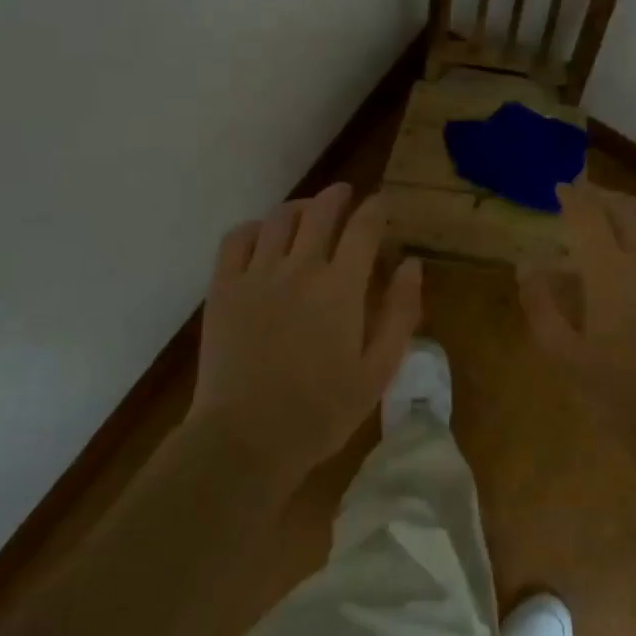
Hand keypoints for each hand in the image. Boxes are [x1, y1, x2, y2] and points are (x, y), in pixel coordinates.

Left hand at [189, 183, 422, 483]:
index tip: (382, 203)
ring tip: (307, 213)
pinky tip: (261, 236)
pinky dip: (253, 228)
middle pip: (321, 210)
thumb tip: (411, 265)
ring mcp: (257, 274)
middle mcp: (300, 268)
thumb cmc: (321, 412)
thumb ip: (400, 313)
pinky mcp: (223, 288)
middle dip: (338, 195)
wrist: (245, 440)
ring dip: (299, 207)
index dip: (376, 208)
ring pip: (279, 218)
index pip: (364, 227)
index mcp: (341, 287)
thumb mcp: (378, 371)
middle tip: (346, 195)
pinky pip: (236, 239)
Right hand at [518, 181, 635, 436]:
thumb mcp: (564, 355)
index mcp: (608, 271)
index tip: (561, 187)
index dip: (573, 197)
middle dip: (601, 195)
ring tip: (619, 204)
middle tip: (585, 191)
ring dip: (633, 204)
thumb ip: (541, 305)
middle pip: (623, 209)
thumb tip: (527, 266)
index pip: (588, 216)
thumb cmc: (618, 392)